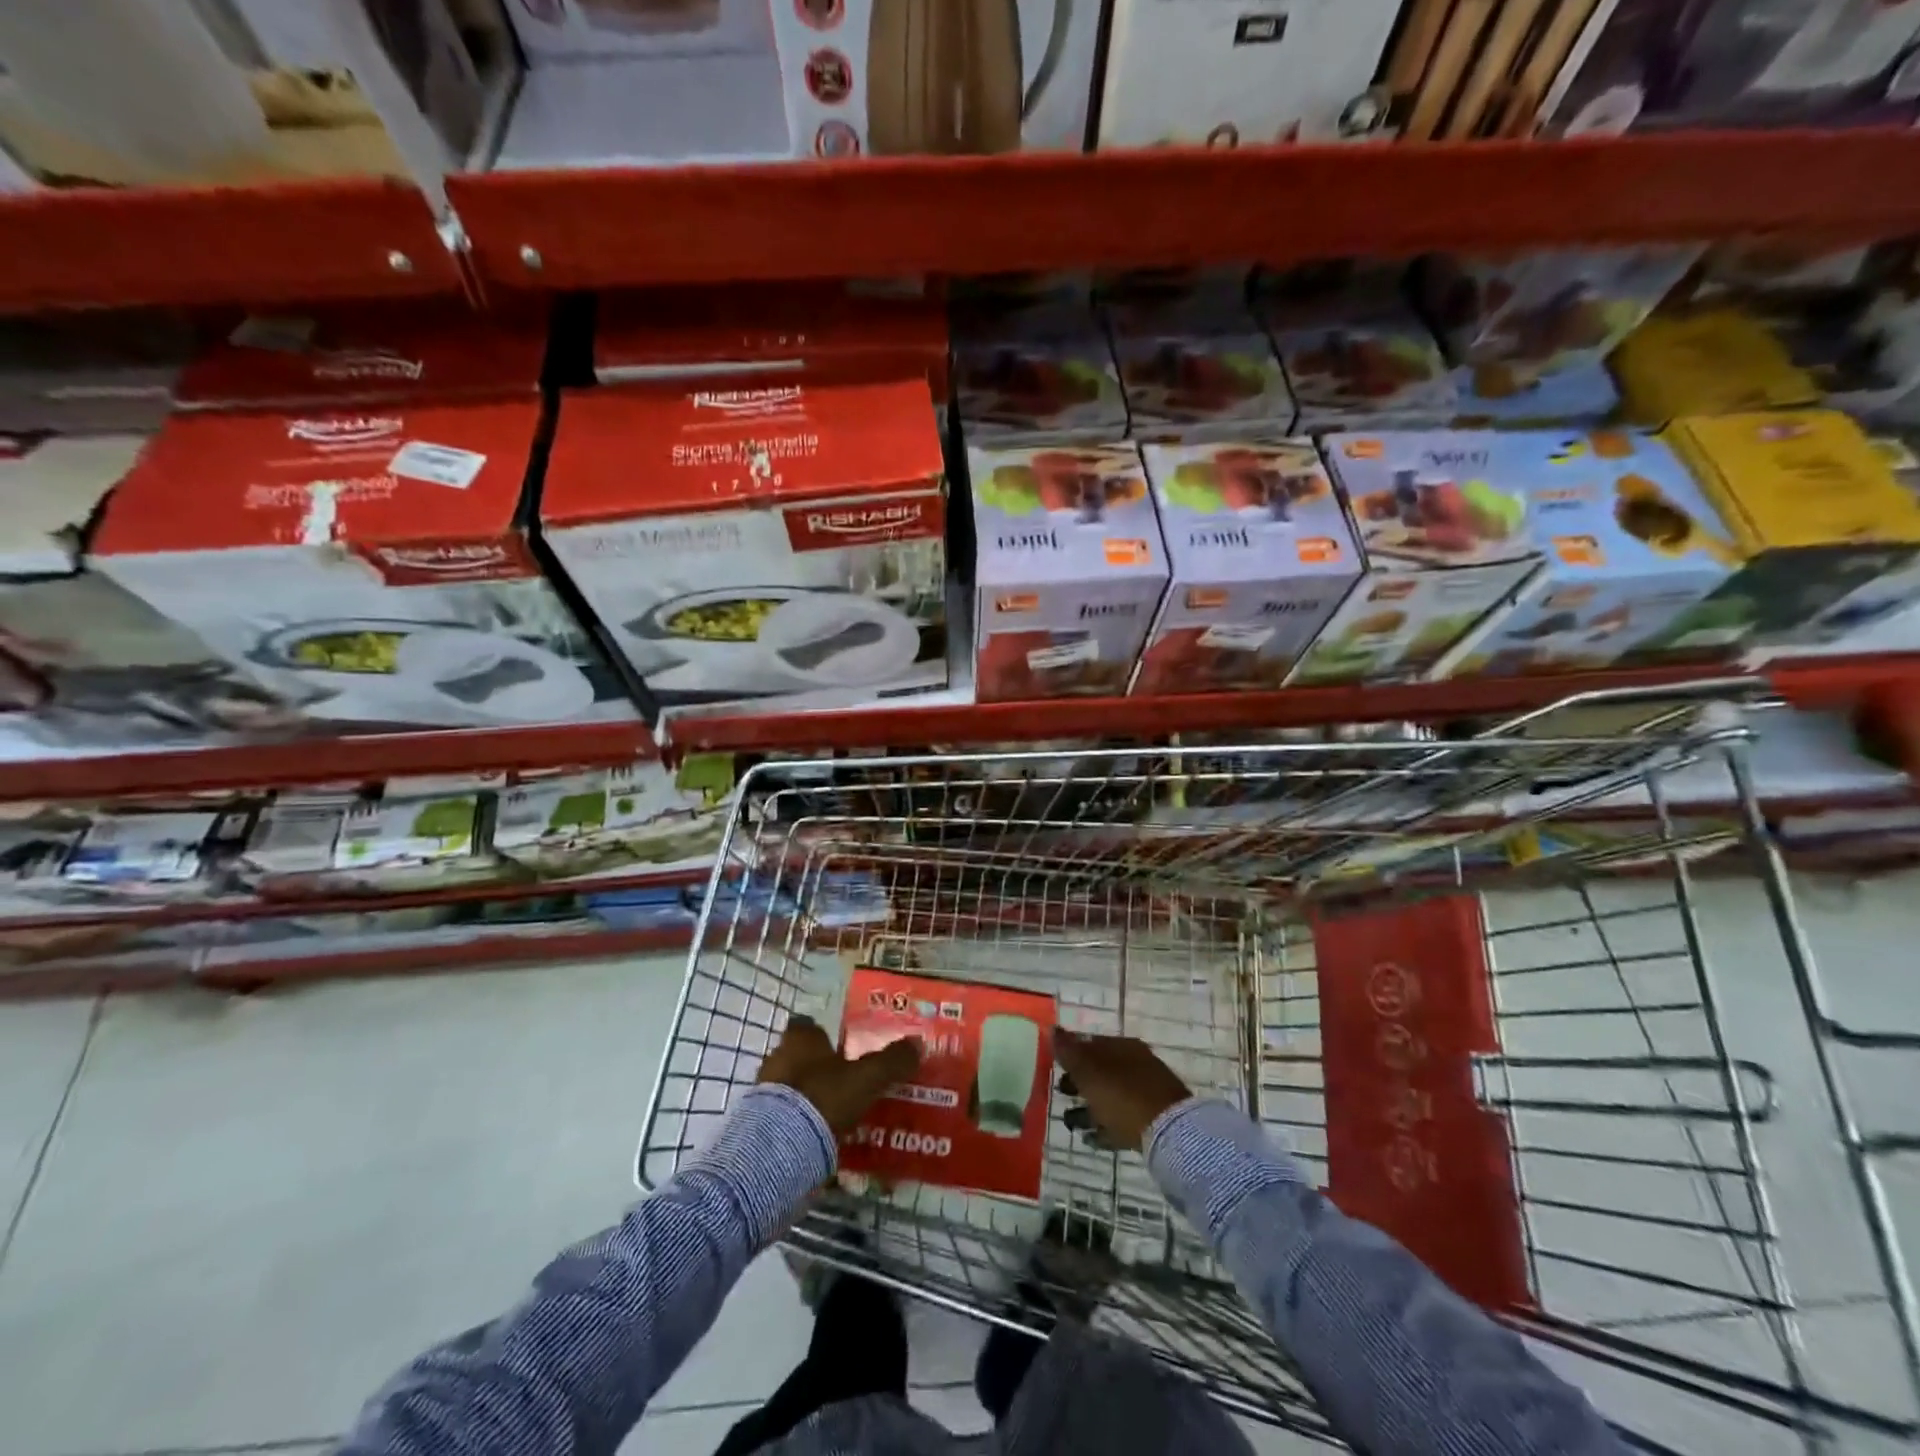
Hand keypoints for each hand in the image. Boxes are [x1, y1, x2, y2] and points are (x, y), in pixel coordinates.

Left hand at [758, 1015, 920, 1136]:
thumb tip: (918, 1043)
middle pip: (798, 1056)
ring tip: (833, 1112)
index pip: (807, 1026)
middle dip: (817, 1066)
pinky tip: (816, 1134)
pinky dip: (797, 1121)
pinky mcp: (757, 1122)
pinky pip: (782, 1114)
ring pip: (790, 1086)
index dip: (823, 1035)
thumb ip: (892, 1060)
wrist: (778, 1147)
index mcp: (800, 1039)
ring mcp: (764, 1091)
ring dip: (807, 1095)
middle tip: (843, 1080)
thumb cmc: (823, 1097)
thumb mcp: (867, 1077)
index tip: (841, 1047)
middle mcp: (777, 1056)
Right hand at [1053, 1029, 1190, 1152]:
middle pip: (1100, 1070)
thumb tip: (1052, 1028)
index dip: (1071, 1053)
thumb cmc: (1122, 1094)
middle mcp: (1135, 1065)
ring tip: (1071, 1123)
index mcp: (1122, 1047)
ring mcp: (1145, 1093)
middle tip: (1061, 1093)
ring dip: (1089, 1108)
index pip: (1091, 1044)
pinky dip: (1104, 1128)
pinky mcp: (1151, 1121)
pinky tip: (1090, 1138)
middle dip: (1079, 1082)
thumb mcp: (1088, 1070)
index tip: (1053, 1067)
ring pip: (1109, 1096)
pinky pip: (1120, 1121)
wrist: (1169, 1132)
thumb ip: (1068, 1050)